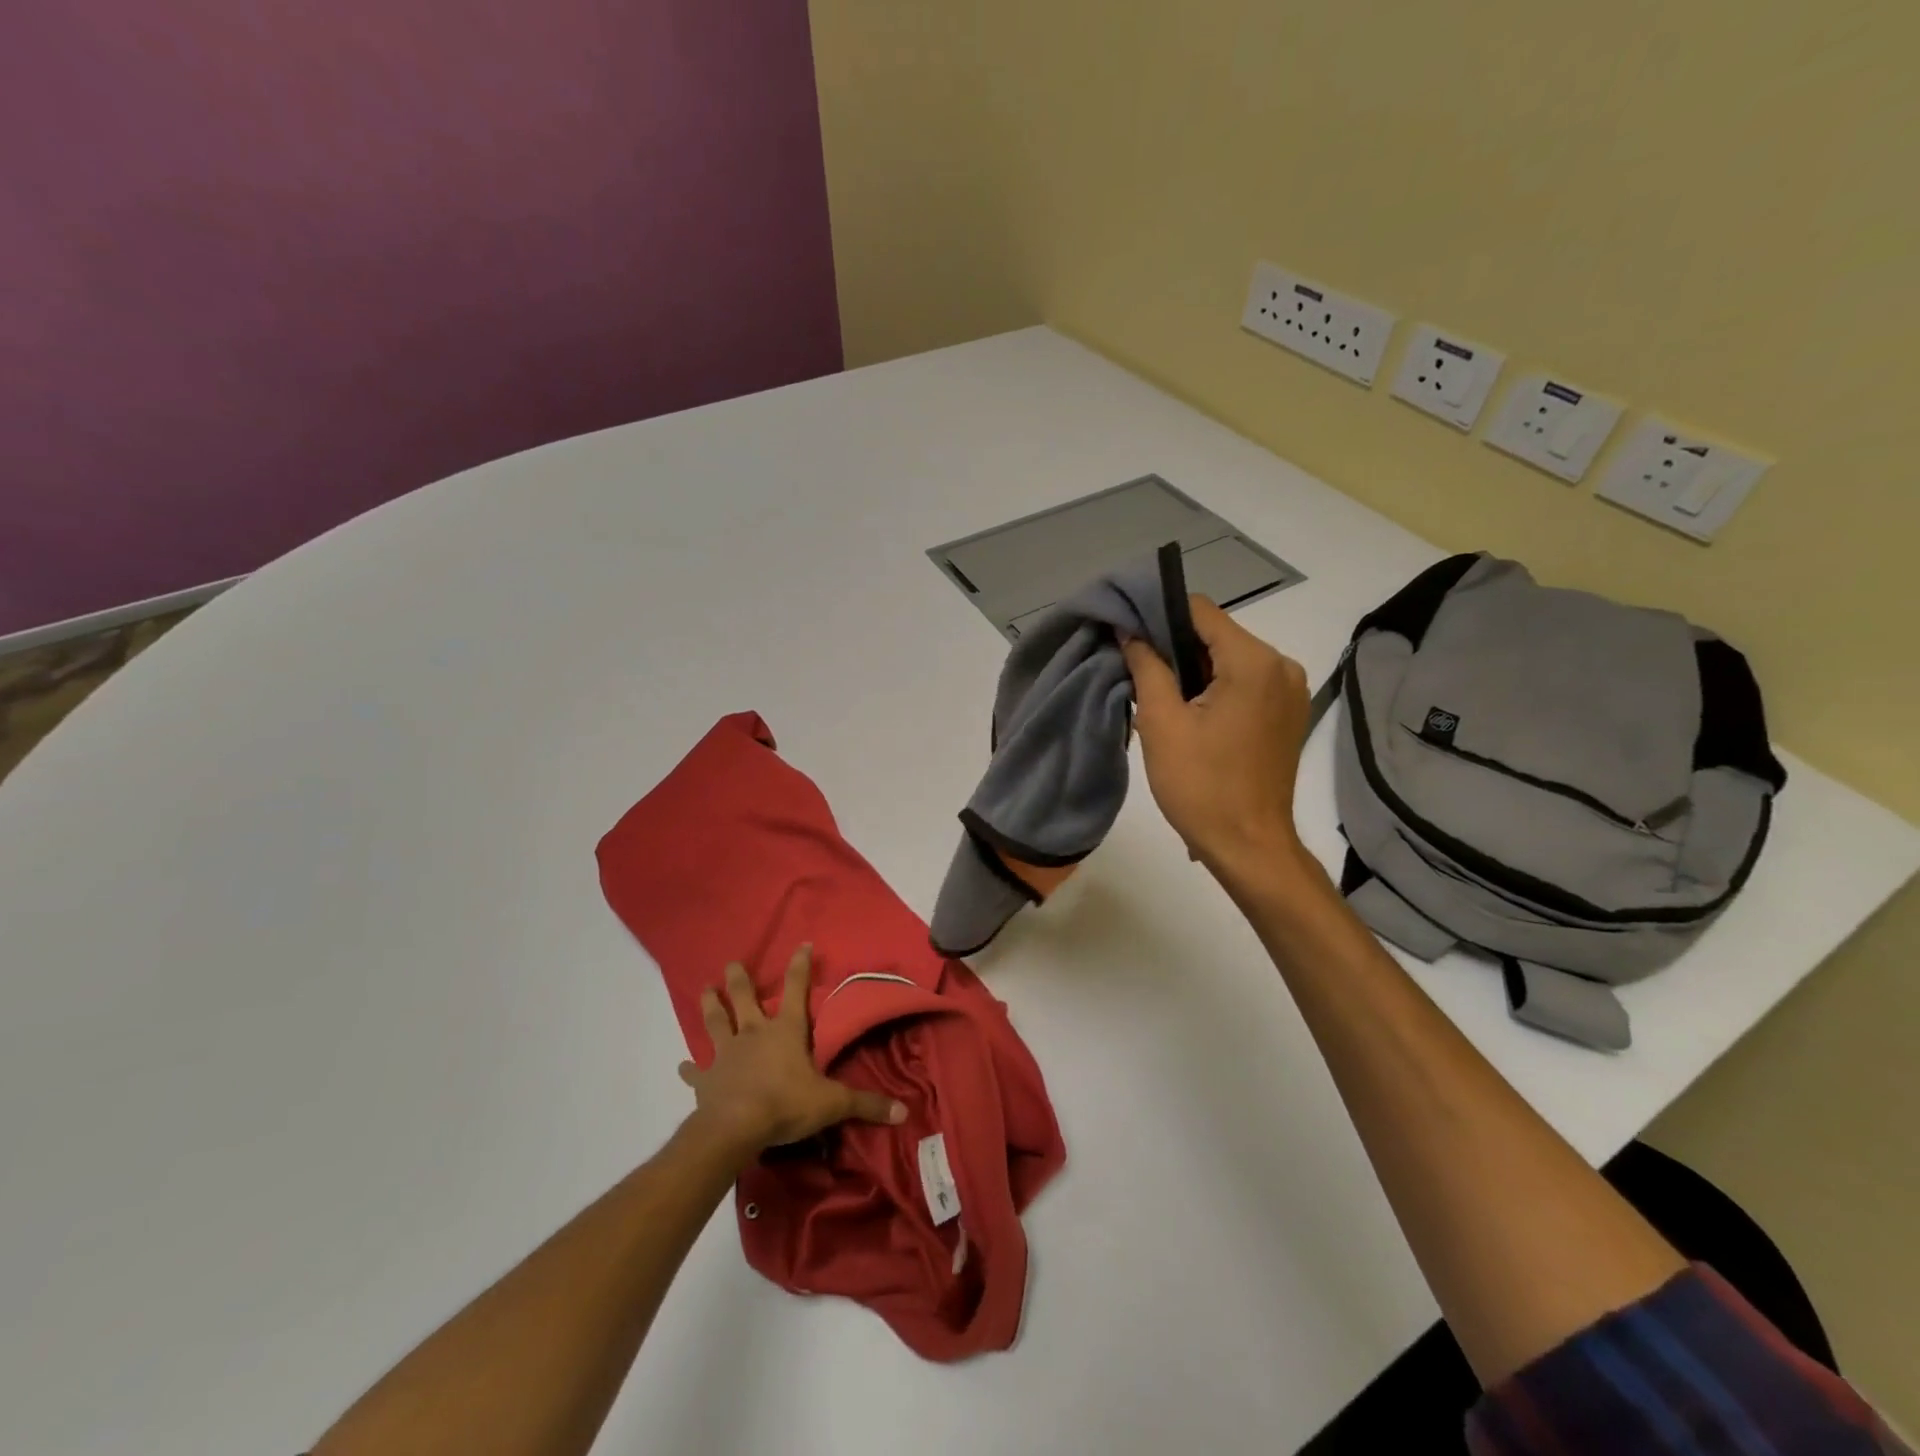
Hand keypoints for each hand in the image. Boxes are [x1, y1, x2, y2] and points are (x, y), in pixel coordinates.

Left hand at [680, 945, 905, 1157]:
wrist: (734, 1127)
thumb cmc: (785, 1105)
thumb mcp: (832, 1103)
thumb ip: (865, 1104)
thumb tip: (903, 1111)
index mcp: (786, 1031)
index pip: (797, 990)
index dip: (801, 966)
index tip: (803, 944)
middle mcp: (754, 1034)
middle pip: (745, 999)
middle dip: (740, 980)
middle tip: (731, 962)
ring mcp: (726, 1054)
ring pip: (716, 1022)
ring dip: (711, 1006)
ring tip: (705, 990)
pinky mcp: (706, 1080)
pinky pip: (696, 1071)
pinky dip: (689, 1069)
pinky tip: (681, 1066)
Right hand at [1122, 596, 1312, 880]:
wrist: (1249, 847)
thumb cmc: (1201, 786)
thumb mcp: (1161, 723)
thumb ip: (1146, 666)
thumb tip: (1130, 631)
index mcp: (1253, 661)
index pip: (1199, 610)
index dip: (1157, 614)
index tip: (1126, 633)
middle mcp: (1281, 665)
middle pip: (1216, 634)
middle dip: (1173, 646)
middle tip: (1135, 669)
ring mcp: (1290, 690)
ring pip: (1229, 658)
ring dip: (1192, 669)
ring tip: (1158, 696)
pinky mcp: (1288, 713)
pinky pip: (1244, 682)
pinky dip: (1214, 687)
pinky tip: (1190, 713)